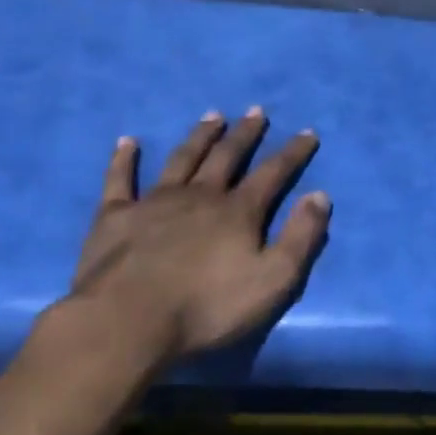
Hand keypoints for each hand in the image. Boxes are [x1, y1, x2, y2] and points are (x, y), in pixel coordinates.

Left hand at [47, 109, 330, 393]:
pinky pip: (120, 180)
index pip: (273, 173)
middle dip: (245, 134)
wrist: (127, 323)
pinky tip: (126, 142)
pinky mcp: (115, 217)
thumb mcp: (274, 280)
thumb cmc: (206, 307)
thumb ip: (301, 236)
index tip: (307, 132)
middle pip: (227, 156)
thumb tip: (320, 195)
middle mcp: (200, 195)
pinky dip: (124, 160)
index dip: (293, 153)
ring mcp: (154, 203)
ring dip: (199, 136)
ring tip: (212, 116)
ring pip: (182, 159)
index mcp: (238, 211)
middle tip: (256, 110)